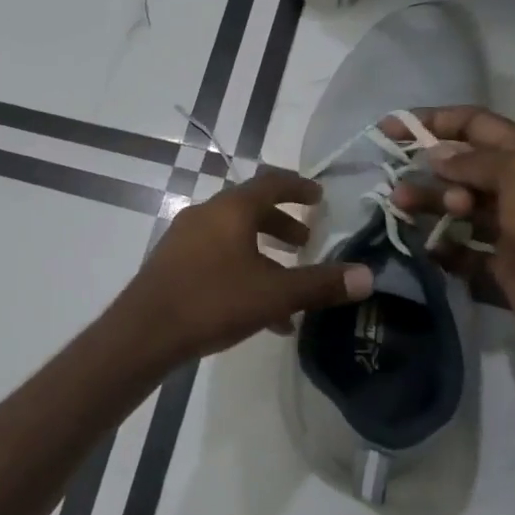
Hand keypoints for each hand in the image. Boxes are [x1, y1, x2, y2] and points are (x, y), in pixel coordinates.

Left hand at [117, 170, 372, 361]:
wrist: (145, 331)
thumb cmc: (213, 301)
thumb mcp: (274, 294)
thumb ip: (320, 284)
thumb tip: (368, 276)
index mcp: (231, 209)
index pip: (271, 183)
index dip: (298, 187)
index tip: (319, 197)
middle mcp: (206, 214)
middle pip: (250, 209)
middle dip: (281, 224)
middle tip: (306, 241)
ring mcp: (184, 238)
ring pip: (233, 236)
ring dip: (263, 251)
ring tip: (287, 281)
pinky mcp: (172, 262)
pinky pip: (216, 256)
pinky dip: (242, 270)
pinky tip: (259, 311)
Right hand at [386, 108, 514, 369]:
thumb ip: (473, 162)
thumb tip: (436, 156)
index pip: (475, 124)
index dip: (434, 121)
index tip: (391, 128)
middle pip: (461, 167)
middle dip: (428, 170)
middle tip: (401, 184)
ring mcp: (509, 226)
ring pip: (457, 206)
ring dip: (429, 204)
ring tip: (403, 207)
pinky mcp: (500, 263)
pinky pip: (461, 248)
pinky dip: (442, 245)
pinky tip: (428, 246)